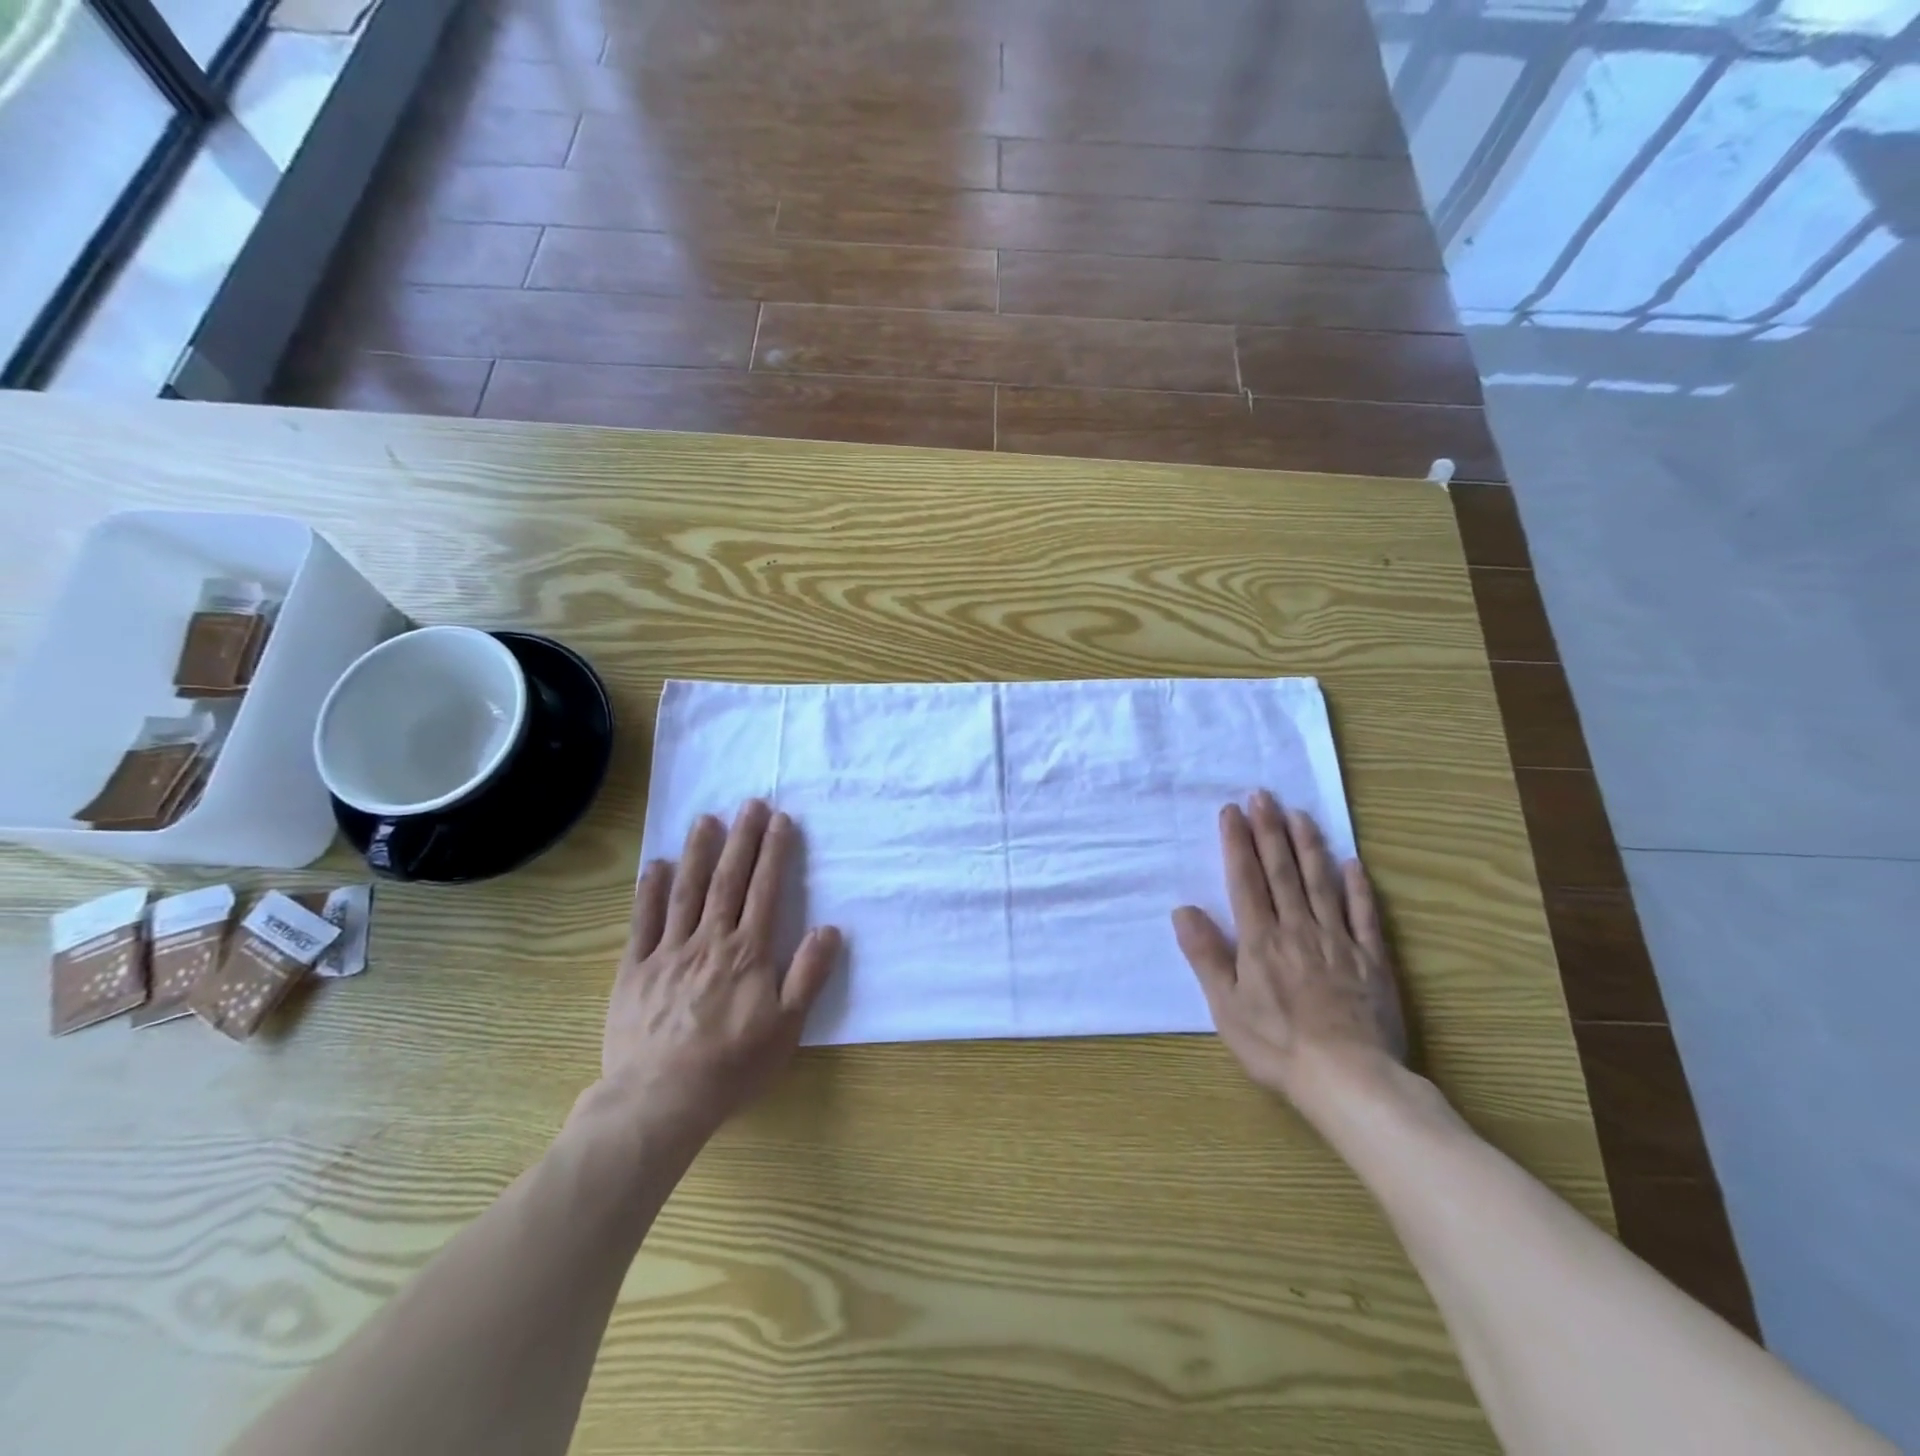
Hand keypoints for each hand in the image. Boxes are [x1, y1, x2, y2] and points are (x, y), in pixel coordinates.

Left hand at [596, 800, 841, 1143]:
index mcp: (748, 952)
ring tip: (705, 819)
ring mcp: (668, 953)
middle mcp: (709, 941)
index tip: (780, 819)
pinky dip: (649, 892)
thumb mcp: (787, 1027)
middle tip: (748, 802)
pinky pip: (642, 923)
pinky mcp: (634, 971)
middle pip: (728, 880)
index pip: (765, 890)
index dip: (774, 852)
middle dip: (741, 838)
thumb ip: (808, 975)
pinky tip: (656, 865)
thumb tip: (830, 928)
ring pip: (686, 892)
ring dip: (698, 852)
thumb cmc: (732, 1066)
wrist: (660, 1100)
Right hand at [1173, 789, 1405, 1112]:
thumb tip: (1183, 909)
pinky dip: (1358, 887)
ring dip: (1309, 846)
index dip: (1237, 843)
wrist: (1350, 1080)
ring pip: (1321, 883)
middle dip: (1270, 830)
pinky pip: (1365, 916)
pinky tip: (1352, 864)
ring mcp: (1339, 942)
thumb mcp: (1226, 1007)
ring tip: (1300, 815)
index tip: (1231, 811)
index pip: (1246, 879)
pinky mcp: (1372, 961)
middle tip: (1264, 796)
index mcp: (1260, 940)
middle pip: (1282, 871)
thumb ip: (1206, 955)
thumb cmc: (1277, 1046)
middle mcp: (1298, 929)